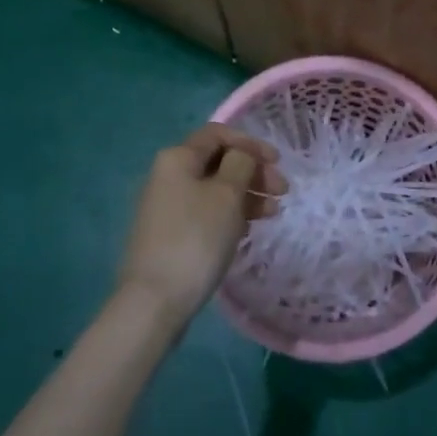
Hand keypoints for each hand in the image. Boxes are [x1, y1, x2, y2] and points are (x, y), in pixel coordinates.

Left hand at [118, 125, 287, 325]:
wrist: (154, 301)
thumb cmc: (196, 239)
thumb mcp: (226, 195)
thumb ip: (240, 164)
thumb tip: (241, 156)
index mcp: (177, 158)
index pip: (218, 134)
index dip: (251, 143)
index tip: (278, 162)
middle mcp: (167, 175)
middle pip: (218, 161)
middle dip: (253, 171)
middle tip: (282, 192)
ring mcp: (167, 206)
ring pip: (214, 189)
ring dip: (246, 194)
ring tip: (272, 213)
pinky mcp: (170, 234)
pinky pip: (206, 212)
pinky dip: (230, 214)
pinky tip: (248, 229)